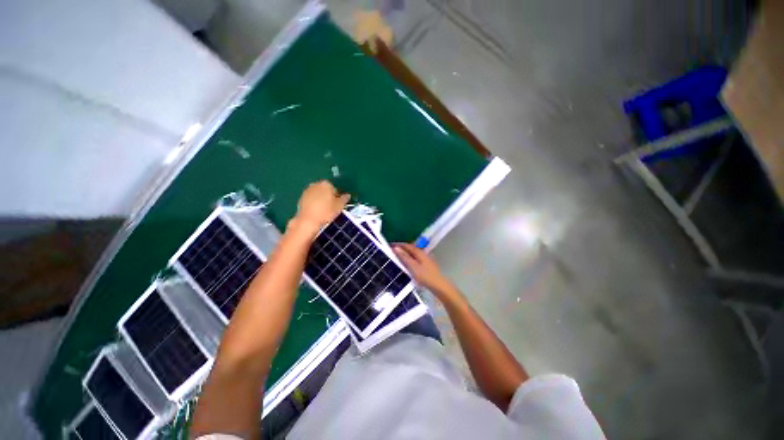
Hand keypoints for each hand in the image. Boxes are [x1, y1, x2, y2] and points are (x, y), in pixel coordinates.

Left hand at [292, 181, 349, 234]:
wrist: (308, 221)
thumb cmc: (326, 212)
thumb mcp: (340, 206)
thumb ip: (344, 199)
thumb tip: (347, 195)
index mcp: (326, 184)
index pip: (335, 188)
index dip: (338, 196)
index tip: (338, 204)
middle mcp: (315, 184)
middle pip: (325, 190)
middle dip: (329, 197)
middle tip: (332, 207)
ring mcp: (307, 191)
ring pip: (317, 195)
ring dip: (321, 200)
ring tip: (324, 211)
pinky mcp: (301, 199)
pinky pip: (311, 200)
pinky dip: (314, 204)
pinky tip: (317, 212)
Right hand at [393, 243, 457, 299]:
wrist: (439, 285)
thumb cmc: (425, 276)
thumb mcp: (413, 266)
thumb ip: (404, 257)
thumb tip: (396, 248)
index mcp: (419, 252)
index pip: (407, 245)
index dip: (398, 245)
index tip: (389, 245)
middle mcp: (422, 253)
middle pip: (410, 248)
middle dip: (401, 248)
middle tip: (392, 251)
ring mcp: (425, 258)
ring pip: (413, 253)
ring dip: (405, 253)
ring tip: (397, 256)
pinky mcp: (426, 264)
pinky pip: (415, 257)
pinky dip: (409, 258)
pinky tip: (407, 263)